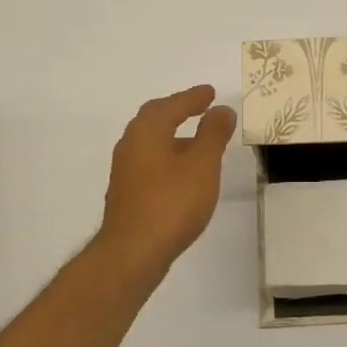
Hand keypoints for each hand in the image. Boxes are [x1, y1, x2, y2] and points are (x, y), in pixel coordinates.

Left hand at [95, 85, 237, 276]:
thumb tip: (221, 110)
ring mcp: (125, 172)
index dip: (193, 98)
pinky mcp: (126, 195)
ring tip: (197, 140)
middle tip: (200, 107)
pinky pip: (149, 163)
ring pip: (150, 143)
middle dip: (177, 111)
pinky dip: (167, 157)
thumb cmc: (171, 202)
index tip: (210, 93)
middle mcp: (130, 145)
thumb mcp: (202, 164)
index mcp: (147, 131)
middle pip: (154, 119)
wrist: (132, 253)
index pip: (171, 105)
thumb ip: (213, 134)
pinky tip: (182, 174)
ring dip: (172, 136)